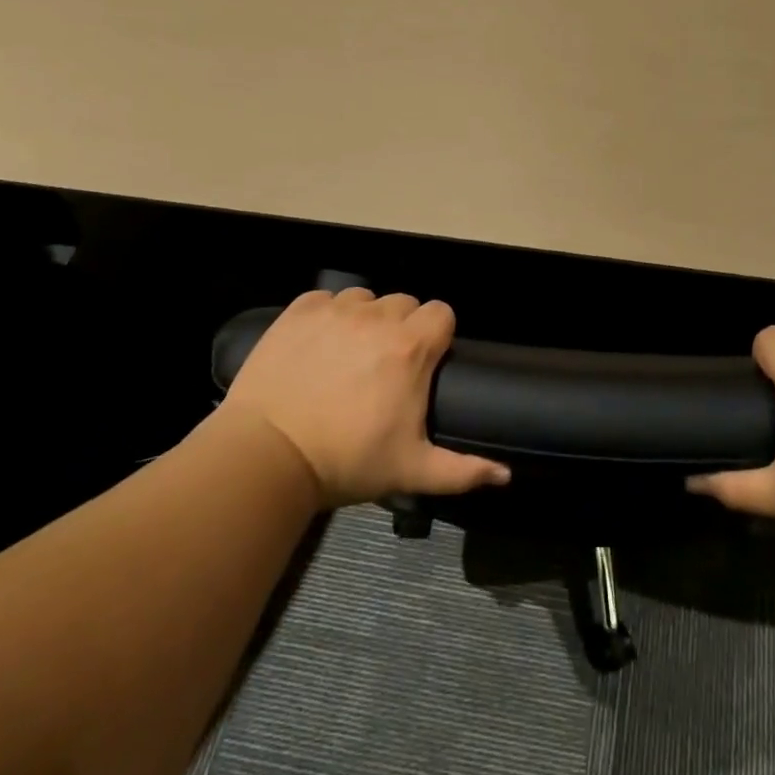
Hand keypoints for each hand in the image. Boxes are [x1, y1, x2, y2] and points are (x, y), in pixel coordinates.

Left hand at [220, 287, 509, 507]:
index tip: (423, 363)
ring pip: (366, 298)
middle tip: (385, 366)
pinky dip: (327, 314)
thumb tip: (506, 475)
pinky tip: (318, 344)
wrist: (267, 456)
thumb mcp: (411, 470)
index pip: (441, 313)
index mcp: (411, 347)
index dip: (437, 334)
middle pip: (405, 303)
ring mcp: (336, 310)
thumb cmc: (347, 461)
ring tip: (349, 355)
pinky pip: (325, 299)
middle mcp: (378, 317)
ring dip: (365, 319)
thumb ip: (463, 470)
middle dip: (402, 327)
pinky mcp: (299, 311)